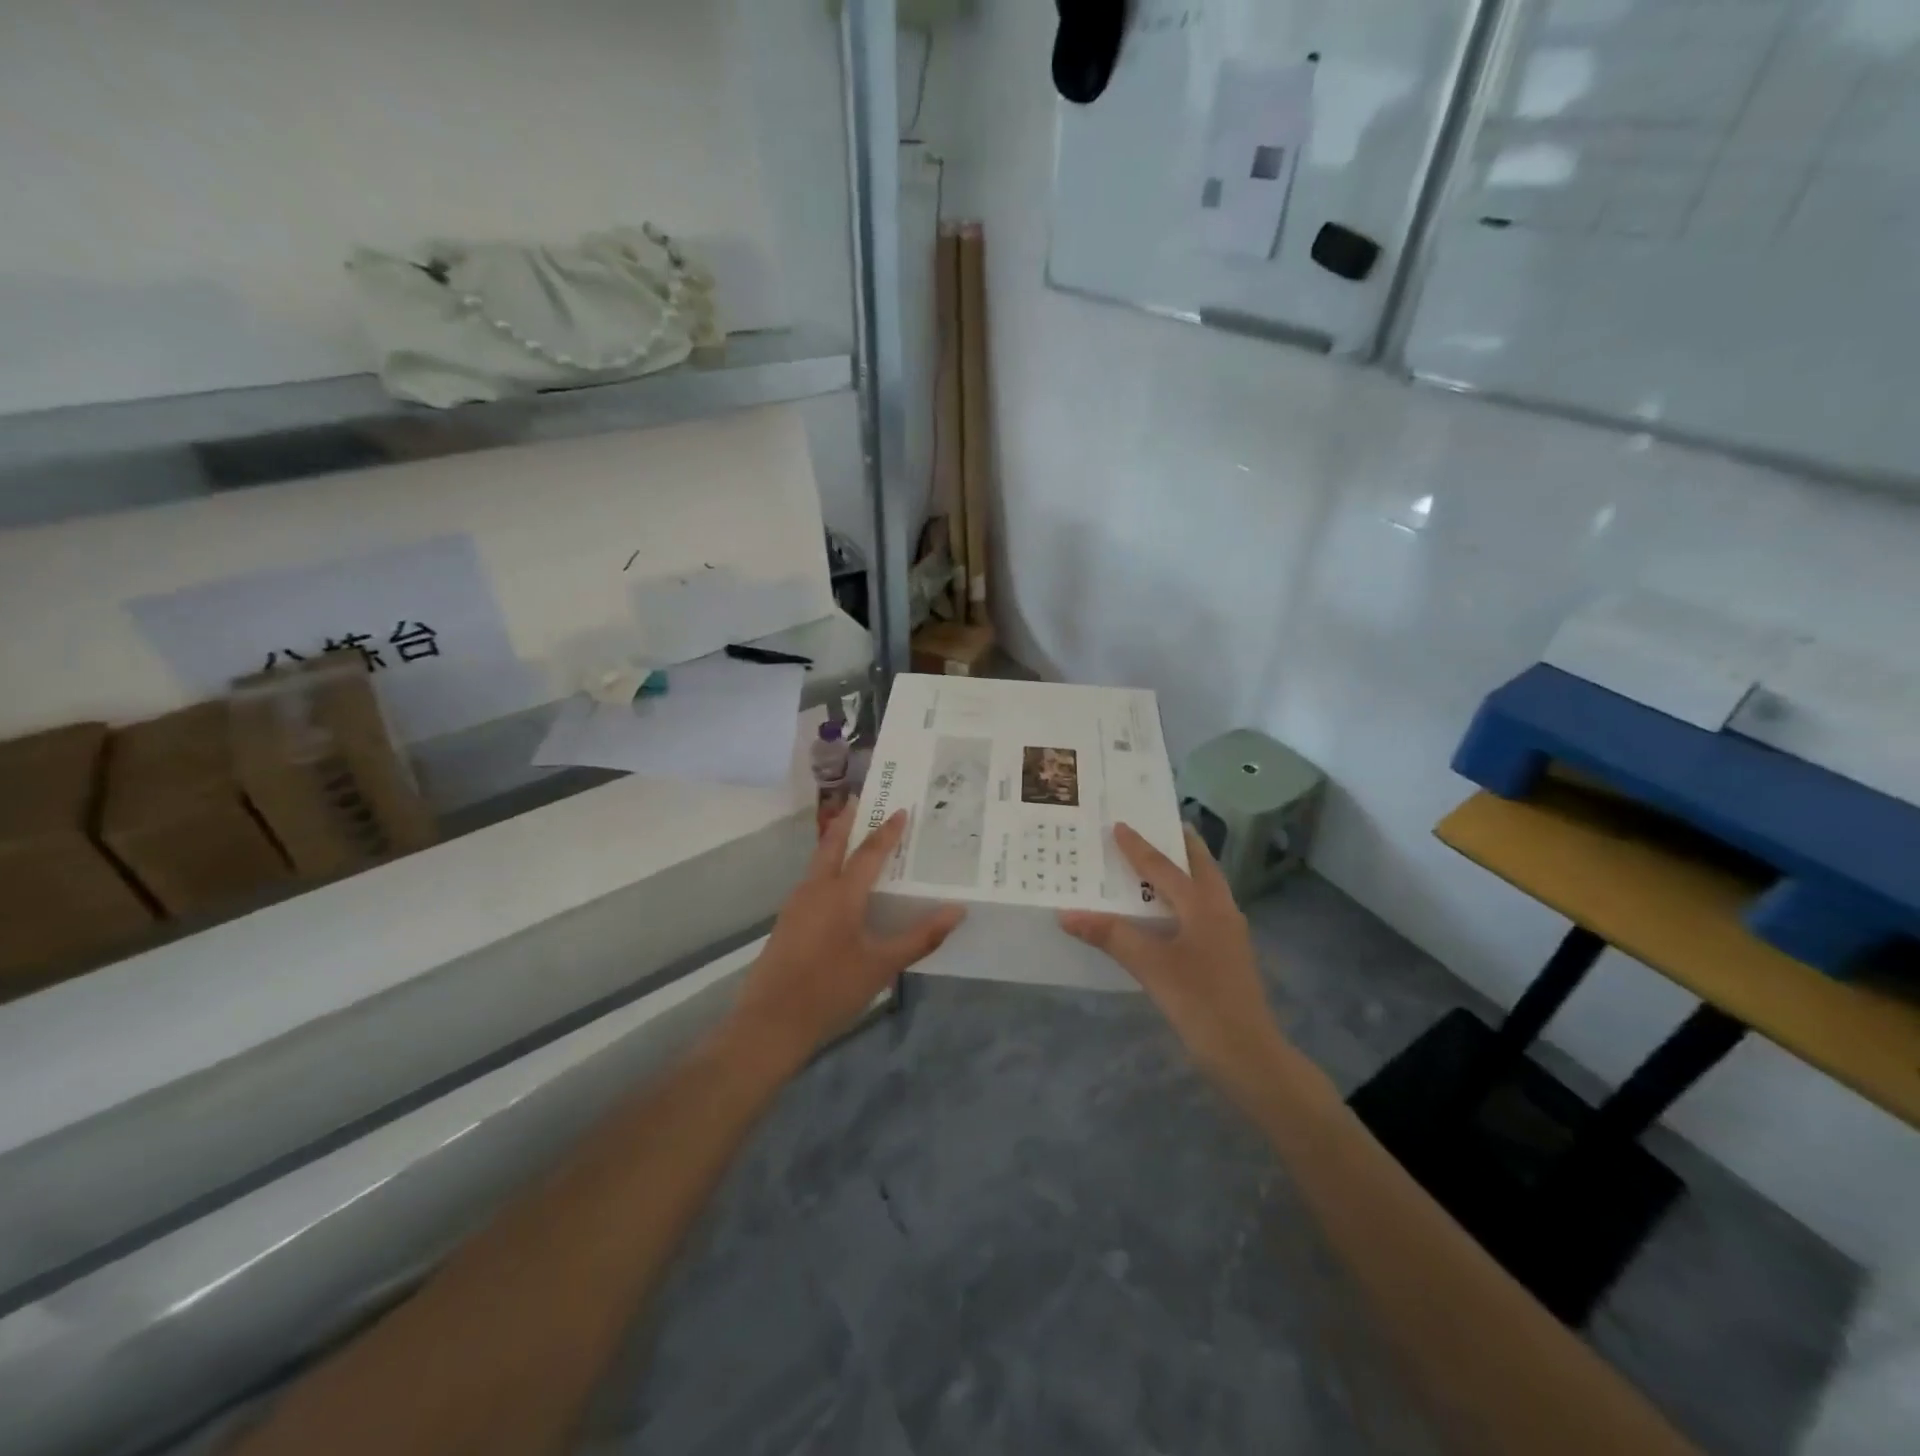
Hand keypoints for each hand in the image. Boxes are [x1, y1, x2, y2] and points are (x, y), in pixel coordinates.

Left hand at [729, 806, 962, 1068]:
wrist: (770, 1024)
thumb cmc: (831, 990)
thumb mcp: (882, 966)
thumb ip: (920, 937)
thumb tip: (958, 911)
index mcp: (840, 894)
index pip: (868, 852)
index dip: (887, 831)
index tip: (901, 809)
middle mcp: (815, 889)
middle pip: (831, 844)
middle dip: (847, 821)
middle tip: (862, 800)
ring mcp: (796, 905)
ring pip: (818, 862)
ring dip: (835, 843)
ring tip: (855, 837)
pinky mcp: (787, 923)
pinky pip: (812, 882)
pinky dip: (828, 869)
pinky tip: (839, 886)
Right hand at [1059, 824, 1284, 1090]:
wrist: (1250, 1055)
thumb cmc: (1201, 1003)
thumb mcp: (1151, 968)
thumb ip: (1111, 936)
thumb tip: (1067, 913)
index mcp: (1204, 906)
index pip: (1165, 867)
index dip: (1139, 847)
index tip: (1119, 825)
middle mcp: (1221, 911)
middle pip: (1201, 867)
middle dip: (1182, 845)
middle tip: (1161, 825)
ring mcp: (1229, 934)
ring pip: (1207, 888)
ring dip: (1186, 870)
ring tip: (1162, 861)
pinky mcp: (1228, 955)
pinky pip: (1204, 910)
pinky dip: (1186, 897)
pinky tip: (1169, 912)